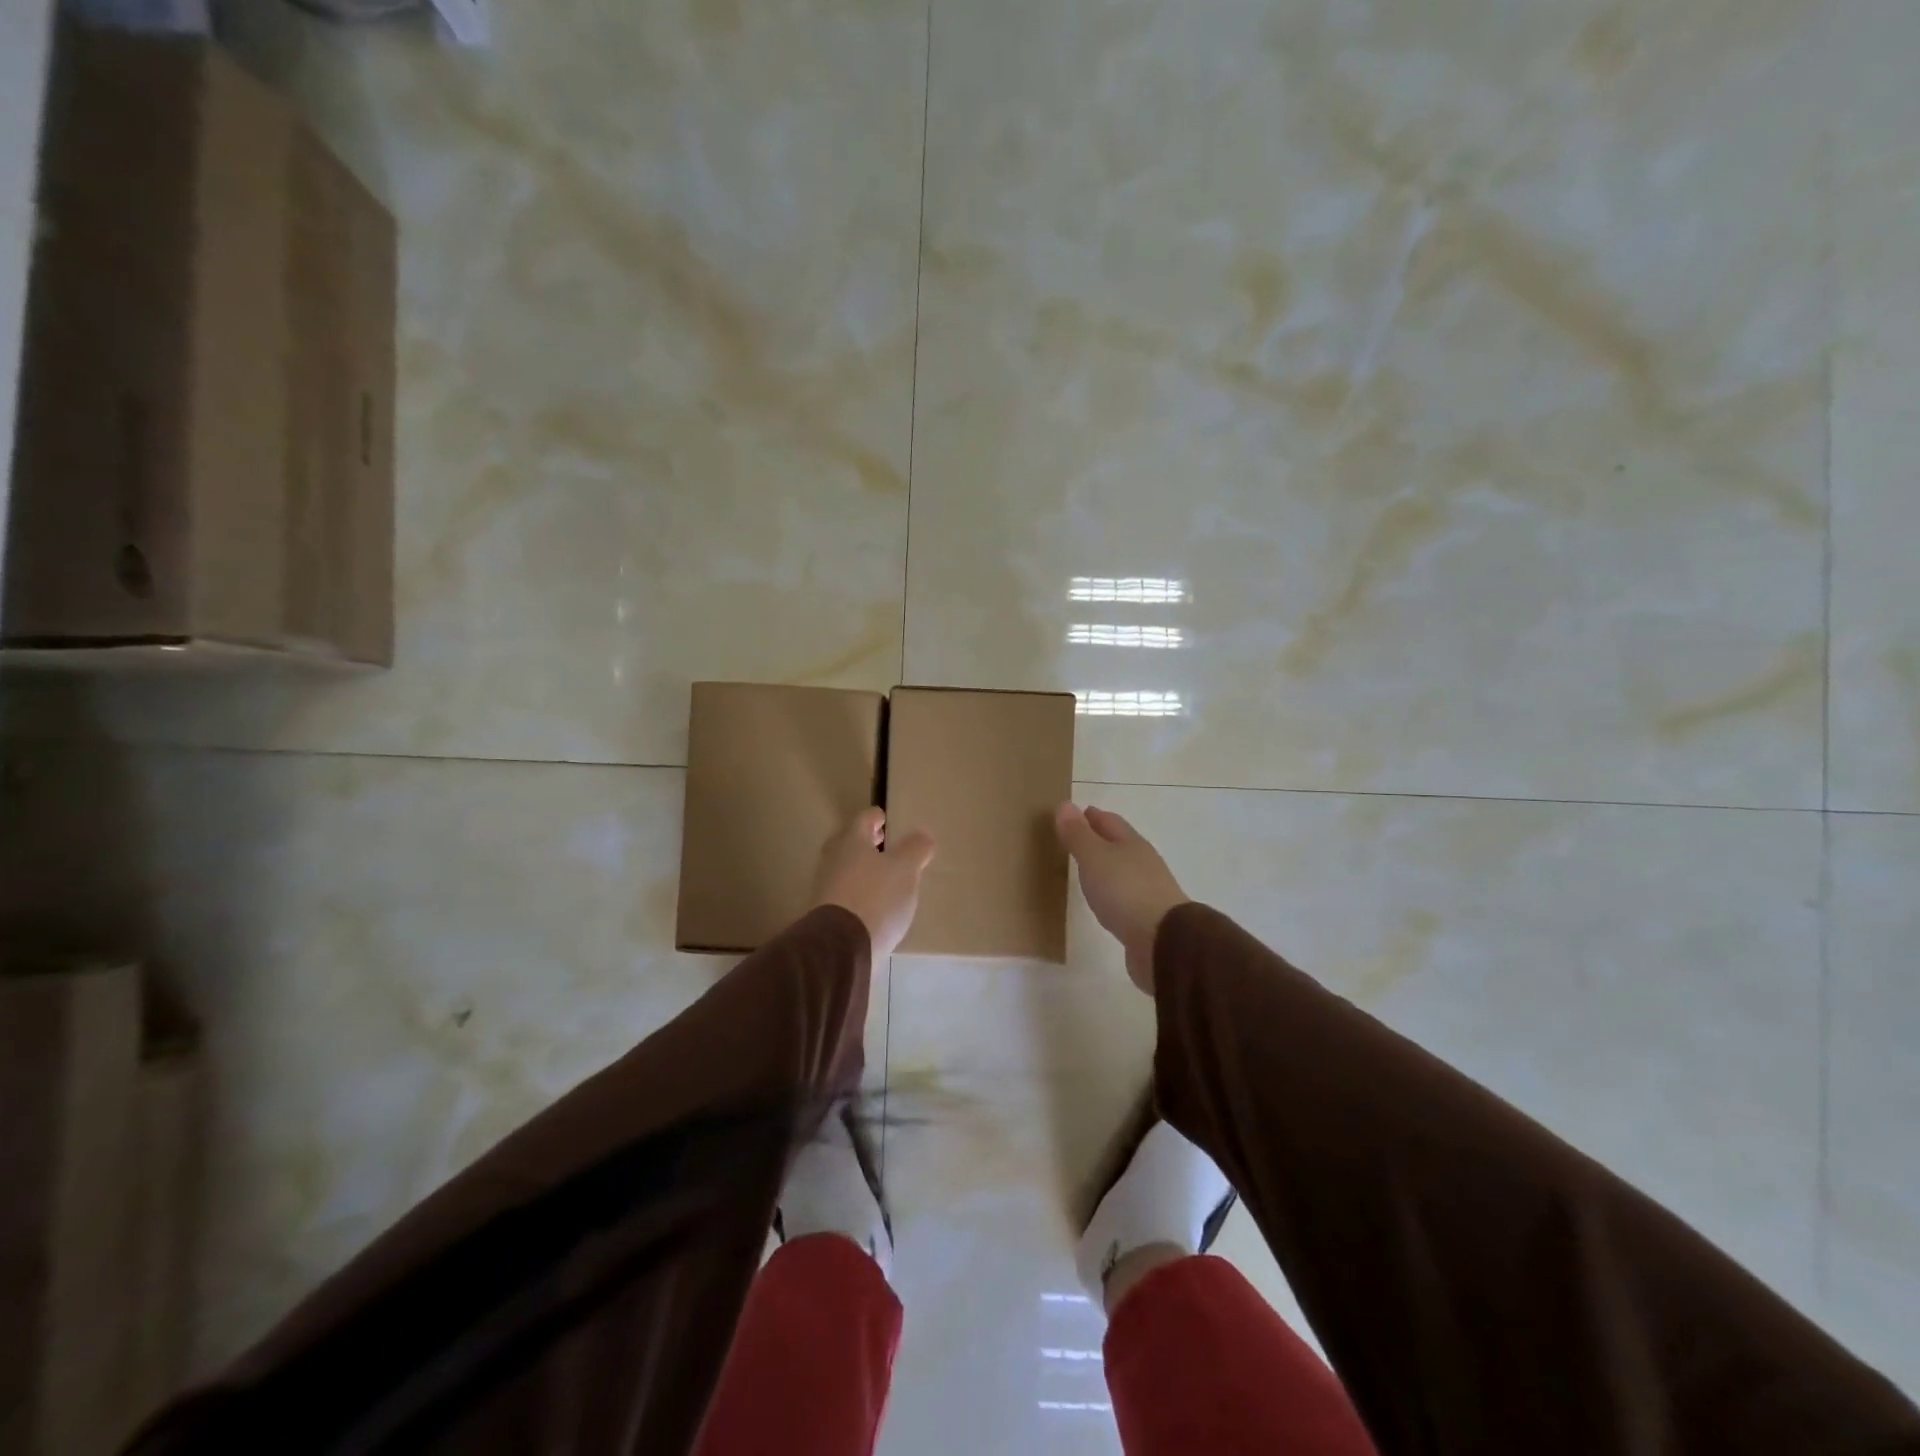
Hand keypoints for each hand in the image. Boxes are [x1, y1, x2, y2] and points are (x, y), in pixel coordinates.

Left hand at [812, 807, 936, 960]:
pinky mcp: (825, 915)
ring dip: (862, 869)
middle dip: (867, 843)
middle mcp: (833, 859)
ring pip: (845, 869)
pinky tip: (873, 906)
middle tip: (883, 844)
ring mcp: (825, 888)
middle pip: (850, 843)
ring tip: (884, 877)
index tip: (886, 819)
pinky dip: (858, 893)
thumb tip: (922, 835)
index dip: (877, 817)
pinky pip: (844, 895)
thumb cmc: (875, 898)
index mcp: (851, 841)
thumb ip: (915, 849)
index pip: (864, 819)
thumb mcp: (905, 870)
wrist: (840, 948)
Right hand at [1054, 803, 1187, 993]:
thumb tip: (1065, 804)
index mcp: (1131, 843)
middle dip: (1099, 839)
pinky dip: (1111, 892)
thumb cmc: (1125, 891)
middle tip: (1074, 839)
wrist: (1162, 940)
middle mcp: (1143, 862)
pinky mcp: (1147, 917)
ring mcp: (1148, 890)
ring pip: (1122, 870)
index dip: (1090, 816)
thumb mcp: (1095, 858)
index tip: (1071, 813)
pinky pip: (1124, 896)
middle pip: (1119, 844)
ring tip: (1085, 870)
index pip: (1109, 821)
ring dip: (1105, 867)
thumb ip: (1078, 835)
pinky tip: (1103, 901)